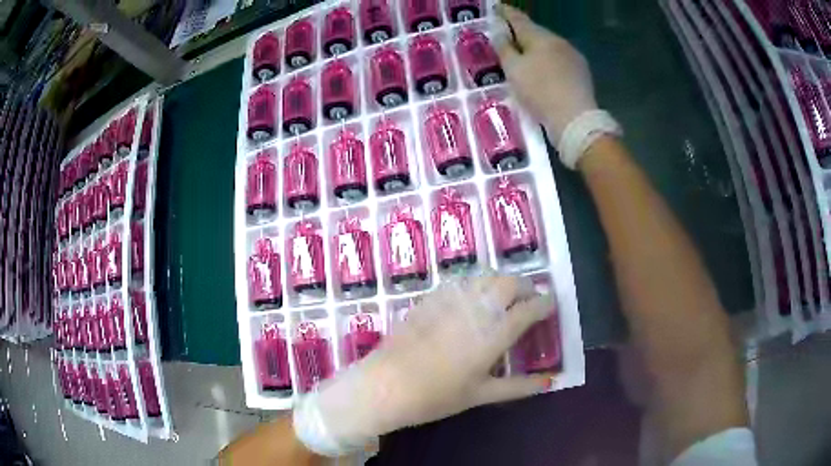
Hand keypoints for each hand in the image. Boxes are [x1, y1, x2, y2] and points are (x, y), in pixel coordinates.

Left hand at [293, 274, 554, 456]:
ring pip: (486, 276)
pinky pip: (461, 281)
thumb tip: (549, 381)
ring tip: (504, 298)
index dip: (545, 303)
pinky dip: (476, 283)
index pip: (530, 308)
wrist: (385, 386)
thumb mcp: (481, 395)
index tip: (552, 304)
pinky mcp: (430, 298)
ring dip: (502, 282)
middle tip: (529, 301)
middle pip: (510, 283)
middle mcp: (476, 309)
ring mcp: (451, 299)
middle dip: (526, 287)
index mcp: (494, 333)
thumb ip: (518, 386)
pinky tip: (473, 297)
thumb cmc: (436, 397)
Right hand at [496, 5, 597, 144]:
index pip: (519, 19)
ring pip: (549, 47)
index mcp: (541, 37)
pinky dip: (548, 62)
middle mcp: (559, 42)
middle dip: (521, 33)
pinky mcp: (582, 73)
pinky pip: (559, 60)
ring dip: (535, 49)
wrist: (575, 120)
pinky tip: (543, 72)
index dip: (506, 13)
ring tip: (523, 57)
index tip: (497, 8)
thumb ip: (504, 48)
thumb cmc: (540, 92)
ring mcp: (573, 57)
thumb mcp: (514, 70)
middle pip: (536, 33)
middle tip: (506, 36)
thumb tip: (499, 32)